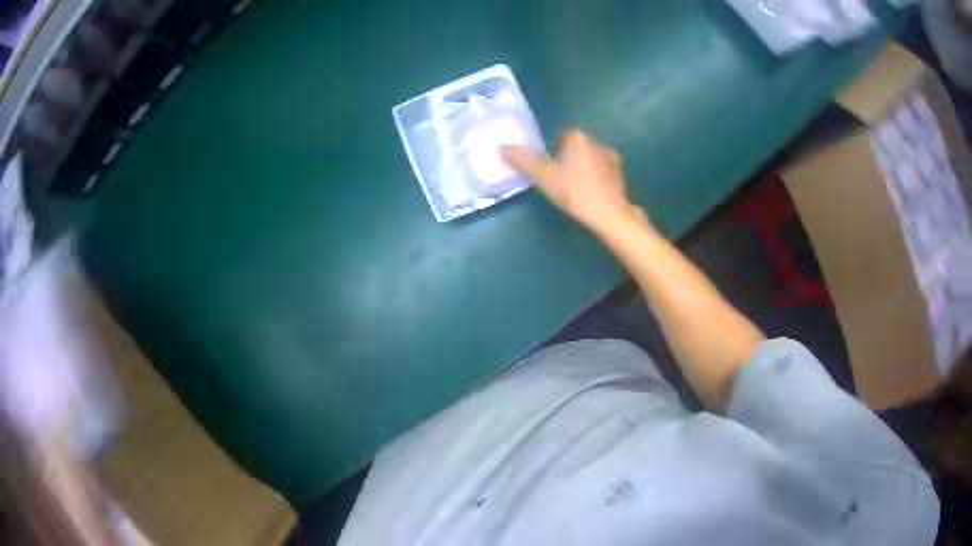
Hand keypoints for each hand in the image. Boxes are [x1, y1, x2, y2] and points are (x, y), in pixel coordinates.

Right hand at [501, 131, 647, 235]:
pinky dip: (595, 180)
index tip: (548, 170)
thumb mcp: (542, 176)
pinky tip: (590, 195)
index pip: (559, 137)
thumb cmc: (574, 192)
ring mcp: (612, 158)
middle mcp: (597, 141)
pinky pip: (602, 172)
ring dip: (582, 169)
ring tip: (575, 190)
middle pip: (575, 148)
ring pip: (589, 159)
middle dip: (567, 160)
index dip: (551, 153)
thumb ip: (521, 160)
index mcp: (577, 137)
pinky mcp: (620, 175)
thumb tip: (501, 146)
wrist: (609, 215)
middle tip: (558, 181)